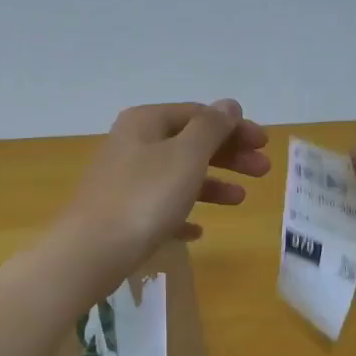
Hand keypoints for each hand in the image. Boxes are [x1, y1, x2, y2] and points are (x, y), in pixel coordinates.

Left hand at [55, 100, 270, 278]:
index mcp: (145, 122)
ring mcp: (124, 181)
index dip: (234, 126)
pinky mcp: (121, 216)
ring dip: (211, 184)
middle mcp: (132, 145)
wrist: (92, 251)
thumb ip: (211, 128)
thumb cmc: (145, 197)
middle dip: (228, 155)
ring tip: (240, 200)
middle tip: (262, 171)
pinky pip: (159, 209)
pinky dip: (182, 214)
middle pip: (188, 143)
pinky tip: (198, 230)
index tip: (264, 144)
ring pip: (176, 176)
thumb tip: (227, 105)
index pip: (198, 114)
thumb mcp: (186, 155)